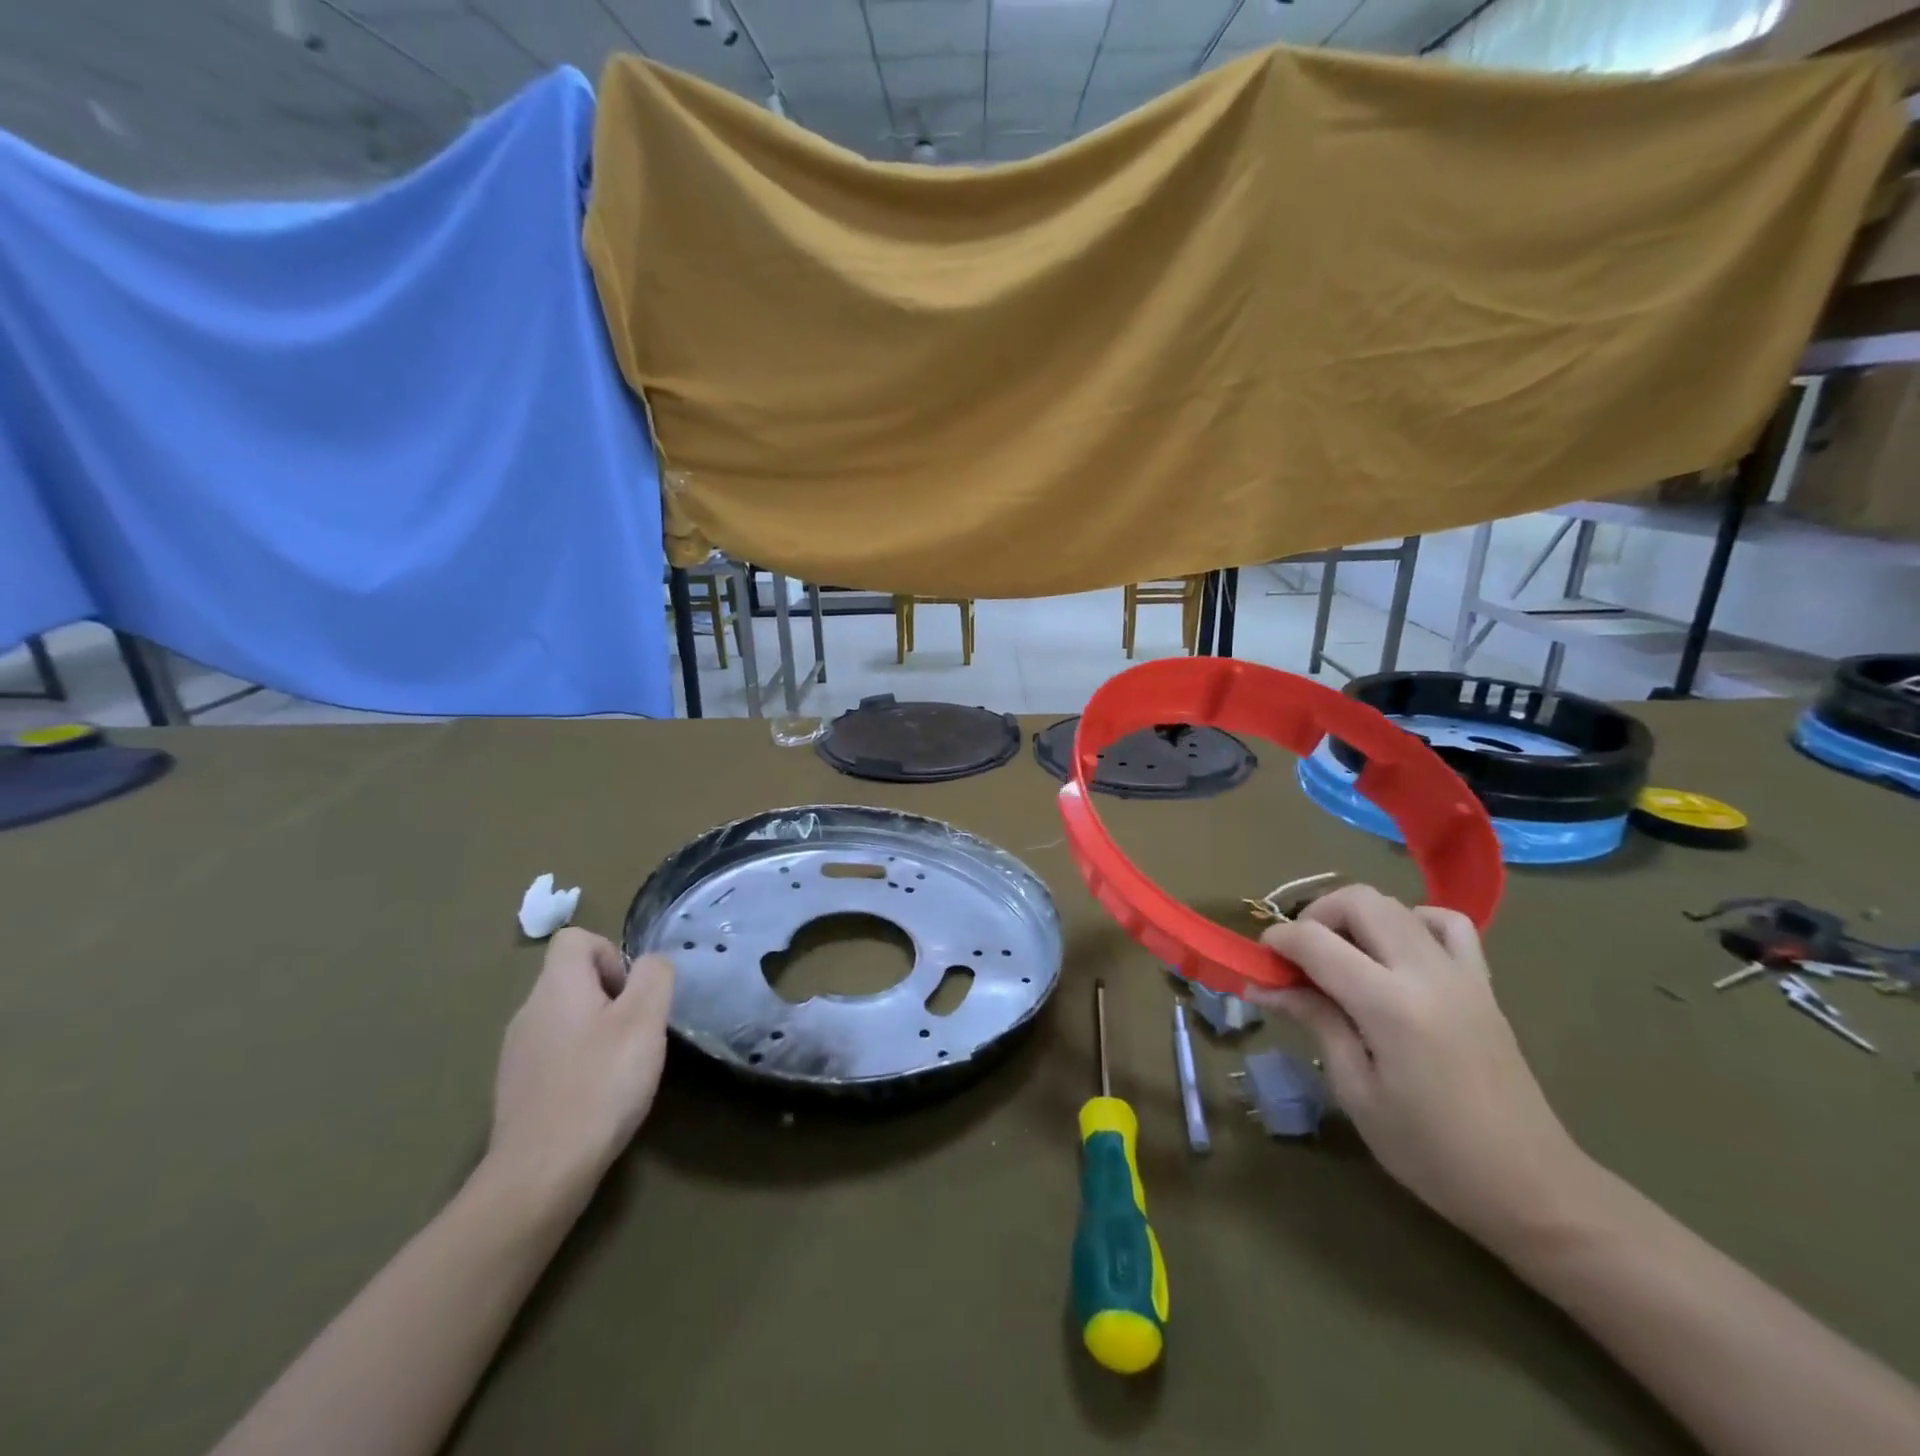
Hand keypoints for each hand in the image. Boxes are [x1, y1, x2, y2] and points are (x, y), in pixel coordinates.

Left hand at [486, 929, 674, 1205]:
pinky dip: (579, 1062)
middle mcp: (528, 1011)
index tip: (632, 992)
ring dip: (597, 1030)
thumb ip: (654, 976)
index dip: (611, 953)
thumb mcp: (645, 1020)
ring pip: (564, 1018)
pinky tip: (597, 1095)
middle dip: (611, 995)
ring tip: (621, 1066)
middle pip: (572, 978)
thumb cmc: (600, 1083)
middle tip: (637, 1031)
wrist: (541, 1172)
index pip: (575, 938)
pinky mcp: (516, 1089)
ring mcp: (517, 1052)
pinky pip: (554, 1054)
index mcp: (556, 987)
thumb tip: (650, 964)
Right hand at [1247, 885, 1590, 1249]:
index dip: (1278, 940)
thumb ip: (1316, 1021)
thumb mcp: (1356, 1091)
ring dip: (1356, 916)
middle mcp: (1425, 973)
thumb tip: (1266, 985)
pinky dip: (1411, 921)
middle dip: (1315, 916)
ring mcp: (1460, 973)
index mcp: (1389, 1005)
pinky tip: (1395, 953)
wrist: (1531, 1187)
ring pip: (1396, 904)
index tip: (1260, 960)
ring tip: (1341, 956)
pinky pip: (1445, 924)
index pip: (1316, 941)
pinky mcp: (1482, 983)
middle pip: (1358, 901)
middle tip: (1298, 957)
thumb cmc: (1430, 1151)